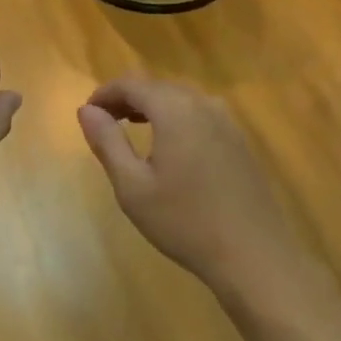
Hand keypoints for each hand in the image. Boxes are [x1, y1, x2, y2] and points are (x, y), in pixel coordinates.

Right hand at [77, 74, 299, 291]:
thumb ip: (107, 142)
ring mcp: (227, 122)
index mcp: (174, 109)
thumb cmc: (184, 222)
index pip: (132, 84)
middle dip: (127, 98)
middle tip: (105, 122)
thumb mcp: (132, 186)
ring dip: (153, 106)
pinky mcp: (240, 141)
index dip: (105, 93)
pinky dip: (177, 118)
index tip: (88, 113)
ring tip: (132, 128)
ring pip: (181, 98)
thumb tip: (86, 110)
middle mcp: (203, 104)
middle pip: (157, 87)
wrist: (254, 256)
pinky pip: (200, 114)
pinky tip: (171, 146)